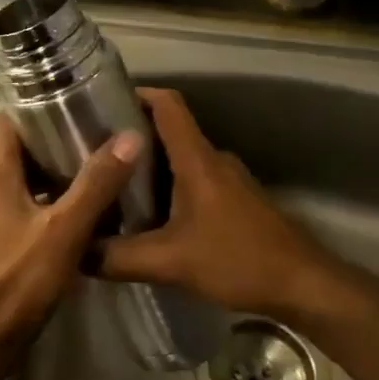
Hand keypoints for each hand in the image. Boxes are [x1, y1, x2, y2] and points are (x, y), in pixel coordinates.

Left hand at [0, 115, 145, 356]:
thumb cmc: (19, 278)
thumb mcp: (64, 229)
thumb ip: (96, 184)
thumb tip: (129, 136)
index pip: (8, 121)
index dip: (37, 105)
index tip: (76, 99)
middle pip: (21, 147)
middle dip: (57, 136)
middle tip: (100, 130)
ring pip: (29, 177)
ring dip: (60, 169)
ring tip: (102, 163)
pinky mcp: (5, 238)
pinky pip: (32, 204)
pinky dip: (56, 198)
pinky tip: (89, 207)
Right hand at [95, 87, 356, 322]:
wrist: (304, 286)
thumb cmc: (238, 260)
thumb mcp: (169, 263)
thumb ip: (117, 258)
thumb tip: (74, 252)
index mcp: (197, 160)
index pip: (167, 104)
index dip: (136, 94)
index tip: (102, 102)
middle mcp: (213, 160)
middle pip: (168, 131)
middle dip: (130, 137)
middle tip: (92, 154)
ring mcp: (228, 180)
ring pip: (180, 159)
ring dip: (148, 166)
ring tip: (111, 185)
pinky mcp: (236, 201)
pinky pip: (193, 181)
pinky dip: (168, 188)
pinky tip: (149, 217)